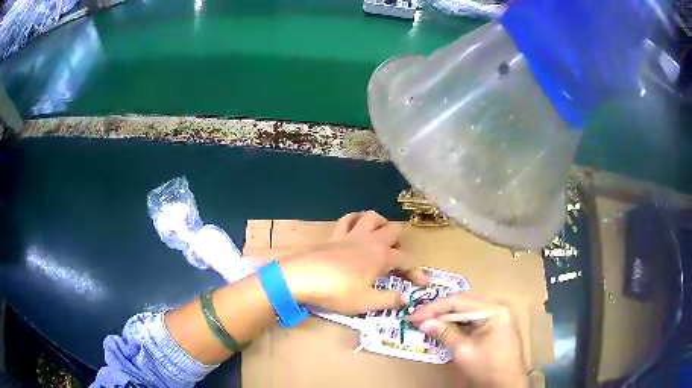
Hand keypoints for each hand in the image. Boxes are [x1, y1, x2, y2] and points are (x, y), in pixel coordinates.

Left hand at [281, 211, 427, 314]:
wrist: (302, 278)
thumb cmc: (337, 292)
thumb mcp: (367, 302)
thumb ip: (389, 299)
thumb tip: (406, 298)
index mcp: (381, 256)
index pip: (408, 260)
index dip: (418, 271)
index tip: (422, 284)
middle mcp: (370, 240)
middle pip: (394, 230)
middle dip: (403, 242)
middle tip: (399, 258)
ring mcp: (351, 234)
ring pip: (372, 217)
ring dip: (382, 224)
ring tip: (382, 236)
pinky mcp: (334, 235)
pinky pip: (347, 219)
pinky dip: (355, 219)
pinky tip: (357, 226)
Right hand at [408, 293, 527, 387]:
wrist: (508, 384)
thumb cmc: (487, 367)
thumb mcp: (463, 351)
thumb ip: (444, 332)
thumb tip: (422, 323)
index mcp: (495, 309)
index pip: (459, 302)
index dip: (434, 308)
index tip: (414, 316)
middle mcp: (499, 306)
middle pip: (465, 302)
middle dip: (441, 310)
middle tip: (419, 318)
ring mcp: (501, 314)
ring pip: (469, 309)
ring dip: (450, 316)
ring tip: (429, 323)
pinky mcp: (499, 323)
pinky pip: (476, 317)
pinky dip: (460, 323)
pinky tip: (447, 328)